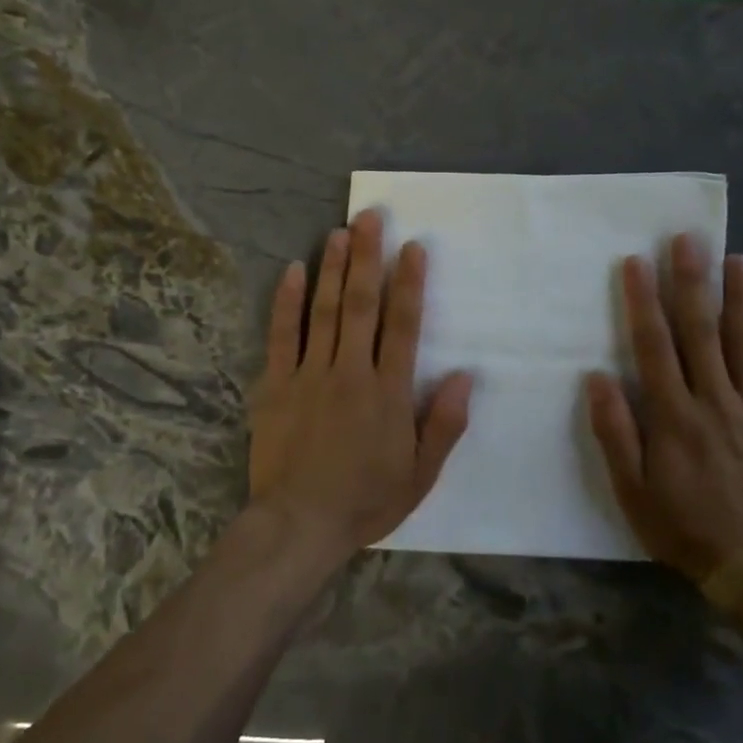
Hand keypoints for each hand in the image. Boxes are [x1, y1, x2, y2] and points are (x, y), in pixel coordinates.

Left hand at [249, 211, 473, 565]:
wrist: (299, 525)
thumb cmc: (365, 500)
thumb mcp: (421, 474)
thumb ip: (444, 423)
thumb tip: (466, 375)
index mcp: (389, 391)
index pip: (404, 325)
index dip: (410, 283)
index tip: (413, 247)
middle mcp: (351, 371)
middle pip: (361, 304)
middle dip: (367, 258)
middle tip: (370, 217)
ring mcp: (310, 374)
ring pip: (324, 311)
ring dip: (332, 268)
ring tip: (338, 231)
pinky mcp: (276, 384)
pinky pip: (282, 336)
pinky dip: (287, 302)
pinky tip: (293, 271)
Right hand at [586, 238, 742, 597]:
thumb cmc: (683, 527)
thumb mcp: (632, 490)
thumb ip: (615, 432)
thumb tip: (598, 377)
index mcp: (675, 416)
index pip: (654, 346)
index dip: (643, 301)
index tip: (637, 262)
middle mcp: (716, 402)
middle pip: (702, 333)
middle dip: (692, 282)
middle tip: (689, 239)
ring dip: (740, 298)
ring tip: (736, 257)